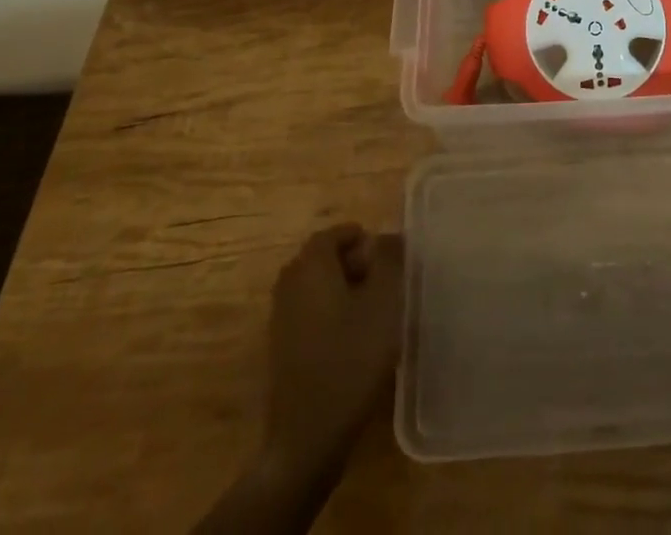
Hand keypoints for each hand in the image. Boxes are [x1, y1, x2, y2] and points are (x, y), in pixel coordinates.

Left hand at [260, 224, 403, 472]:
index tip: (387, 255)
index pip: (333, 234)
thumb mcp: (383, 303)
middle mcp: (289, 285)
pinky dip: (331, 313)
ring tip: (374, 311)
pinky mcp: (282, 349)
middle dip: (353, 262)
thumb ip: (389, 260)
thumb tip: (387, 236)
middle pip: (322, 259)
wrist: (307, 436)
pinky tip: (354, 340)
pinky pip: (310, 313)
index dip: (360, 238)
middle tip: (384, 281)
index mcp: (310, 267)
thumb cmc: (350, 360)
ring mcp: (281, 319)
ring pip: (316, 287)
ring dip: (343, 289)